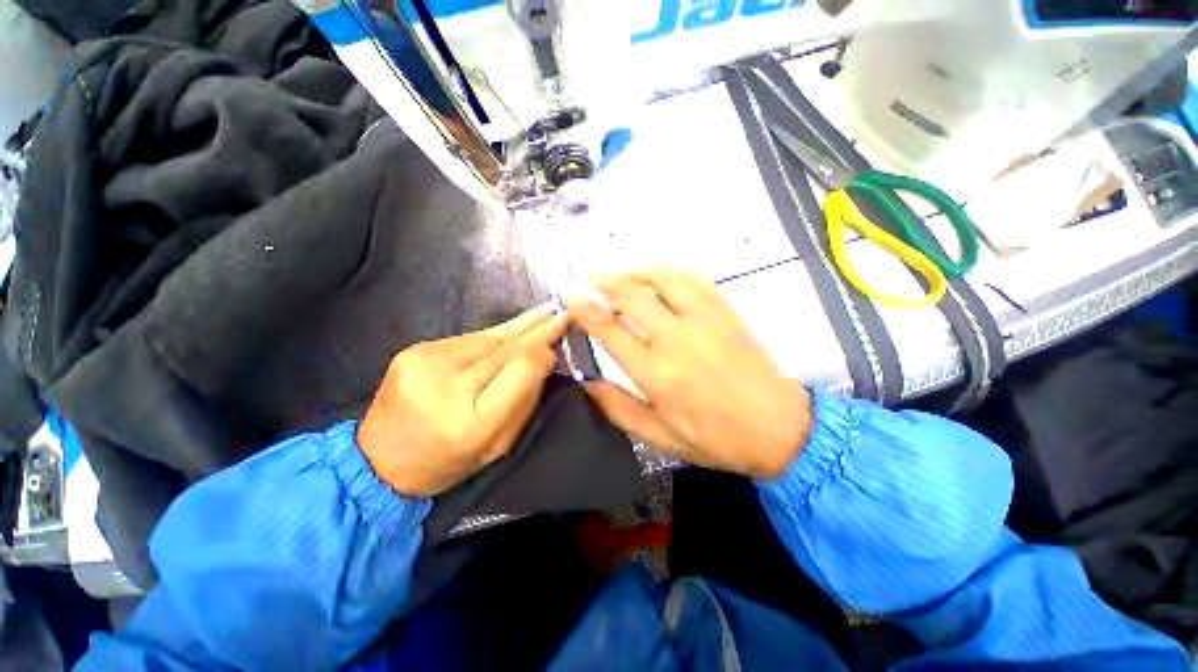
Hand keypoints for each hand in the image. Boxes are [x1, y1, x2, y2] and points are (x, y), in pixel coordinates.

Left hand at [358, 305, 566, 496]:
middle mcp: (446, 386)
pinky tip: (512, 330)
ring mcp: (425, 363)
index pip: (521, 368)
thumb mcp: (498, 443)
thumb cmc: (449, 460)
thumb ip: (525, 399)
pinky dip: (493, 336)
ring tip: (545, 311)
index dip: (544, 350)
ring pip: (488, 337)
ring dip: (518, 328)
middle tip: (562, 312)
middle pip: (505, 347)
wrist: (380, 460)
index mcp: (472, 422)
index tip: (561, 338)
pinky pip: (469, 338)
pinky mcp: (413, 350)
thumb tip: (545, 357)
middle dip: (537, 330)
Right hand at [569, 270, 811, 478]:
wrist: (777, 428)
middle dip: (605, 283)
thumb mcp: (659, 437)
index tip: (571, 298)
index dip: (585, 310)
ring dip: (635, 271)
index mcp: (656, 373)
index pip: (609, 330)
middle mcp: (676, 339)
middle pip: (631, 296)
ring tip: (620, 274)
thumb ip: (618, 408)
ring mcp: (704, 320)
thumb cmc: (715, 438)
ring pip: (662, 279)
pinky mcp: (725, 312)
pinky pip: (693, 279)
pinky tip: (658, 275)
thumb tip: (586, 383)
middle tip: (590, 281)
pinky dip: (669, 272)